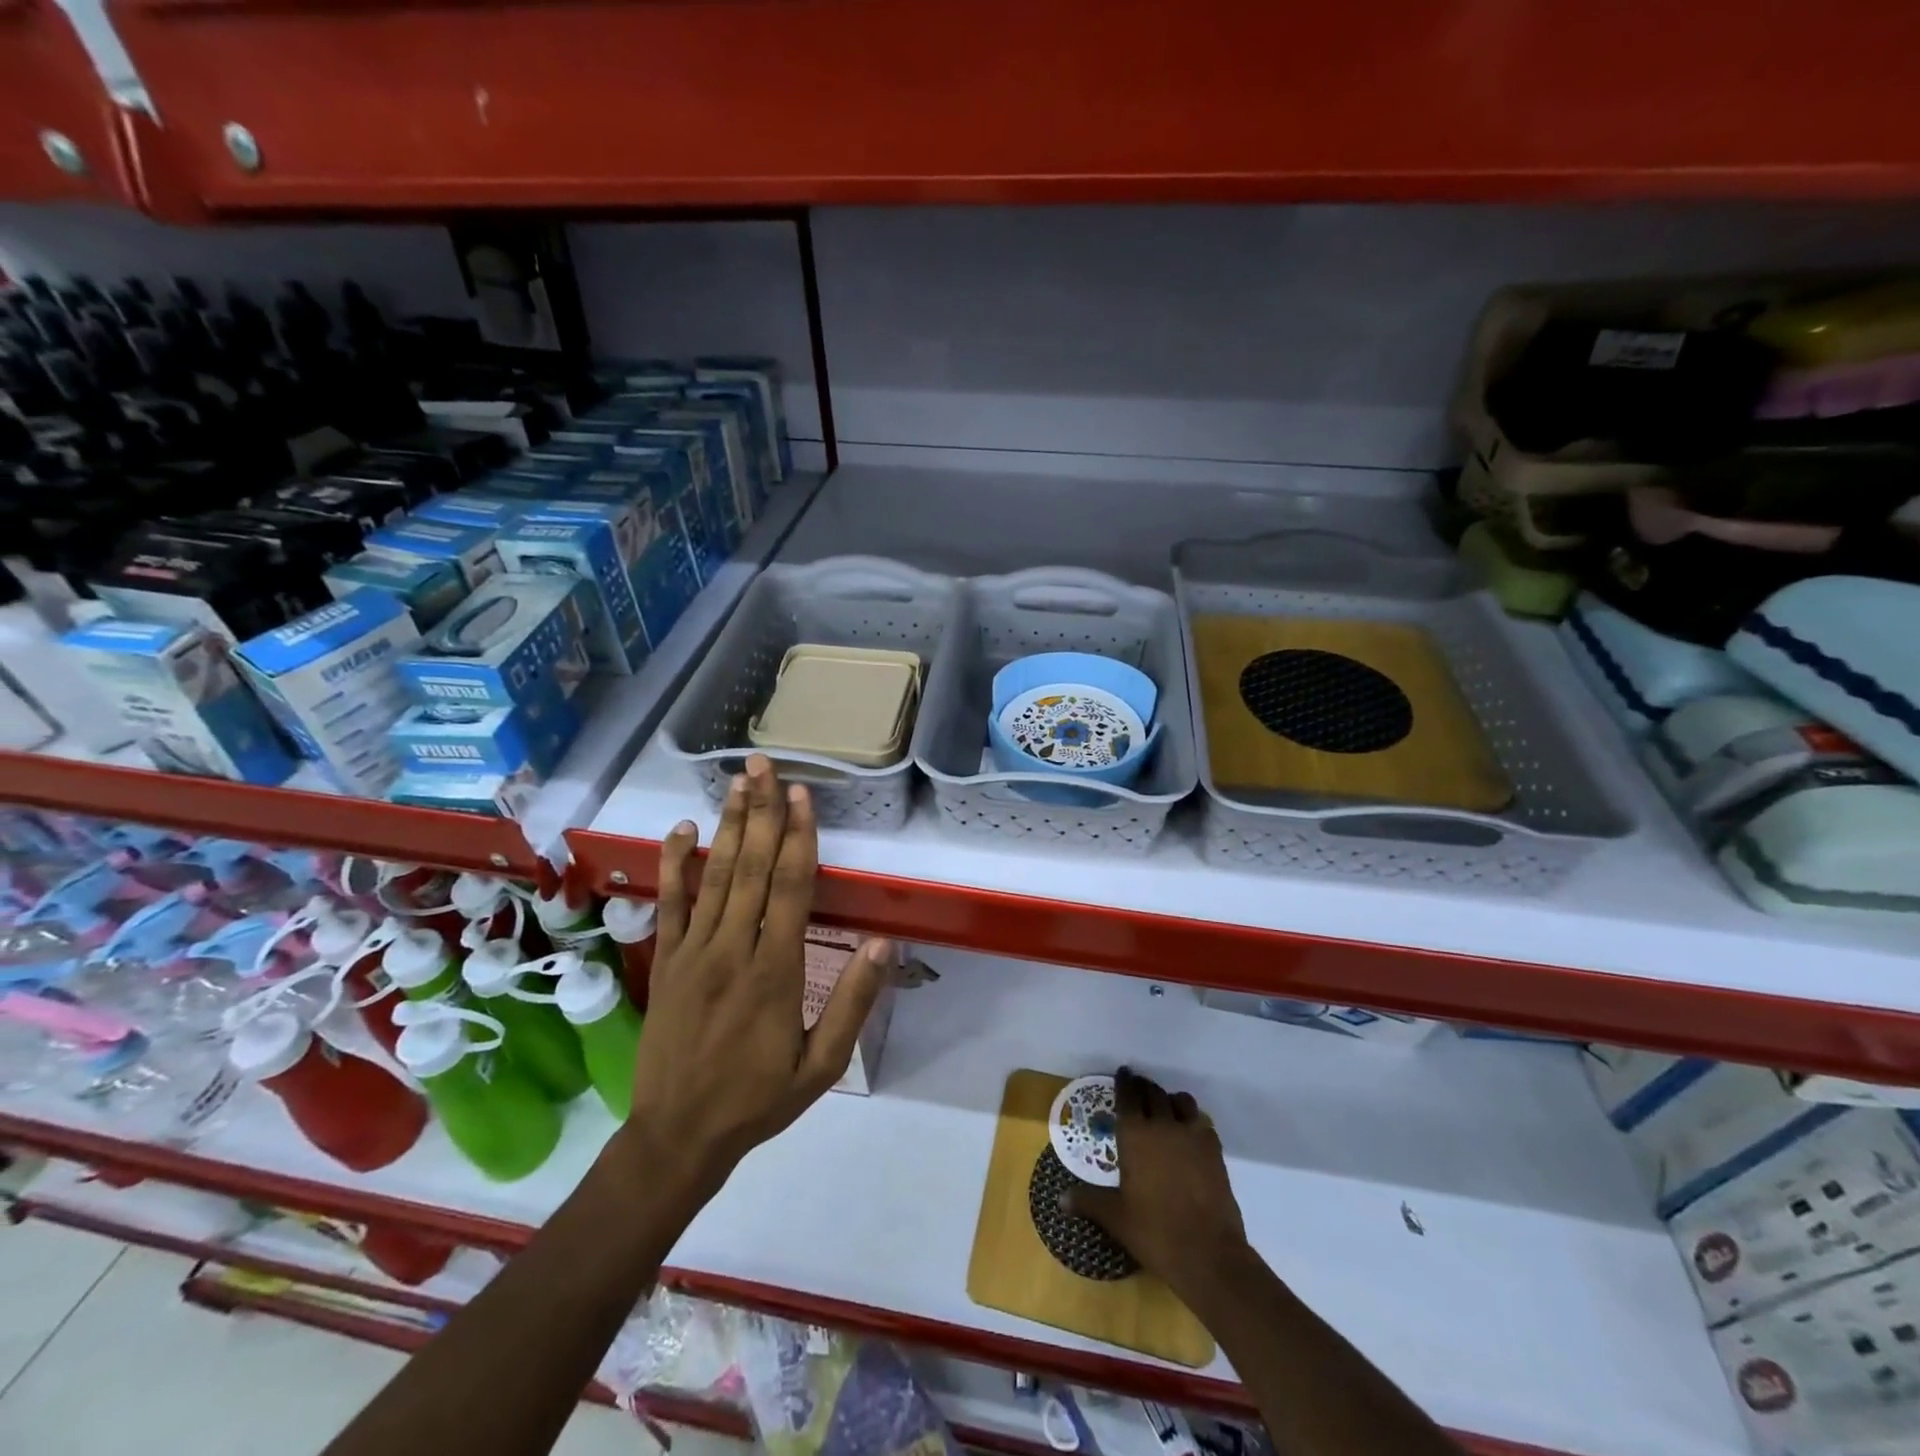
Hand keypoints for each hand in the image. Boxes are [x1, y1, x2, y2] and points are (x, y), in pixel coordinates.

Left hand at [622, 755, 893, 1201]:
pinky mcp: (668, 960)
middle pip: (751, 867)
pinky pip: (670, 902)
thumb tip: (882, 943)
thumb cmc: (759, 1099)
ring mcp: (694, 951)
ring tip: (737, 781)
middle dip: (761, 812)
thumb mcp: (823, 1065)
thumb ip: (852, 1002)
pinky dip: (675, 863)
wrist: (678, 1136)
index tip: (802, 795)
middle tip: (765, 765)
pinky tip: (683, 829)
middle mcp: (733, 948)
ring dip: (728, 824)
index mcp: (775, 971)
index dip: (798, 837)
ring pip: (714, 875)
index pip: (790, 888)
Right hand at [1062, 1067, 1252, 1305]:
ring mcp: (1191, 1135)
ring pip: (1181, 1101)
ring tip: (1165, 1107)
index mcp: (1135, 1135)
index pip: (1128, 1096)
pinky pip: (1202, 1121)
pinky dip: (1193, 1119)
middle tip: (1138, 1089)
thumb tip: (1060, 1200)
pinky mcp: (1214, 1150)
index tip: (1123, 1074)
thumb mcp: (1116, 1217)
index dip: (1124, 1082)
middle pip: (1153, 1093)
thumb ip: (1088, 1201)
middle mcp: (1162, 1125)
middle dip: (1144, 1087)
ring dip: (1170, 1099)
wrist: (1208, 1253)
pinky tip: (1189, 1132)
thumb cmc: (1155, 1231)